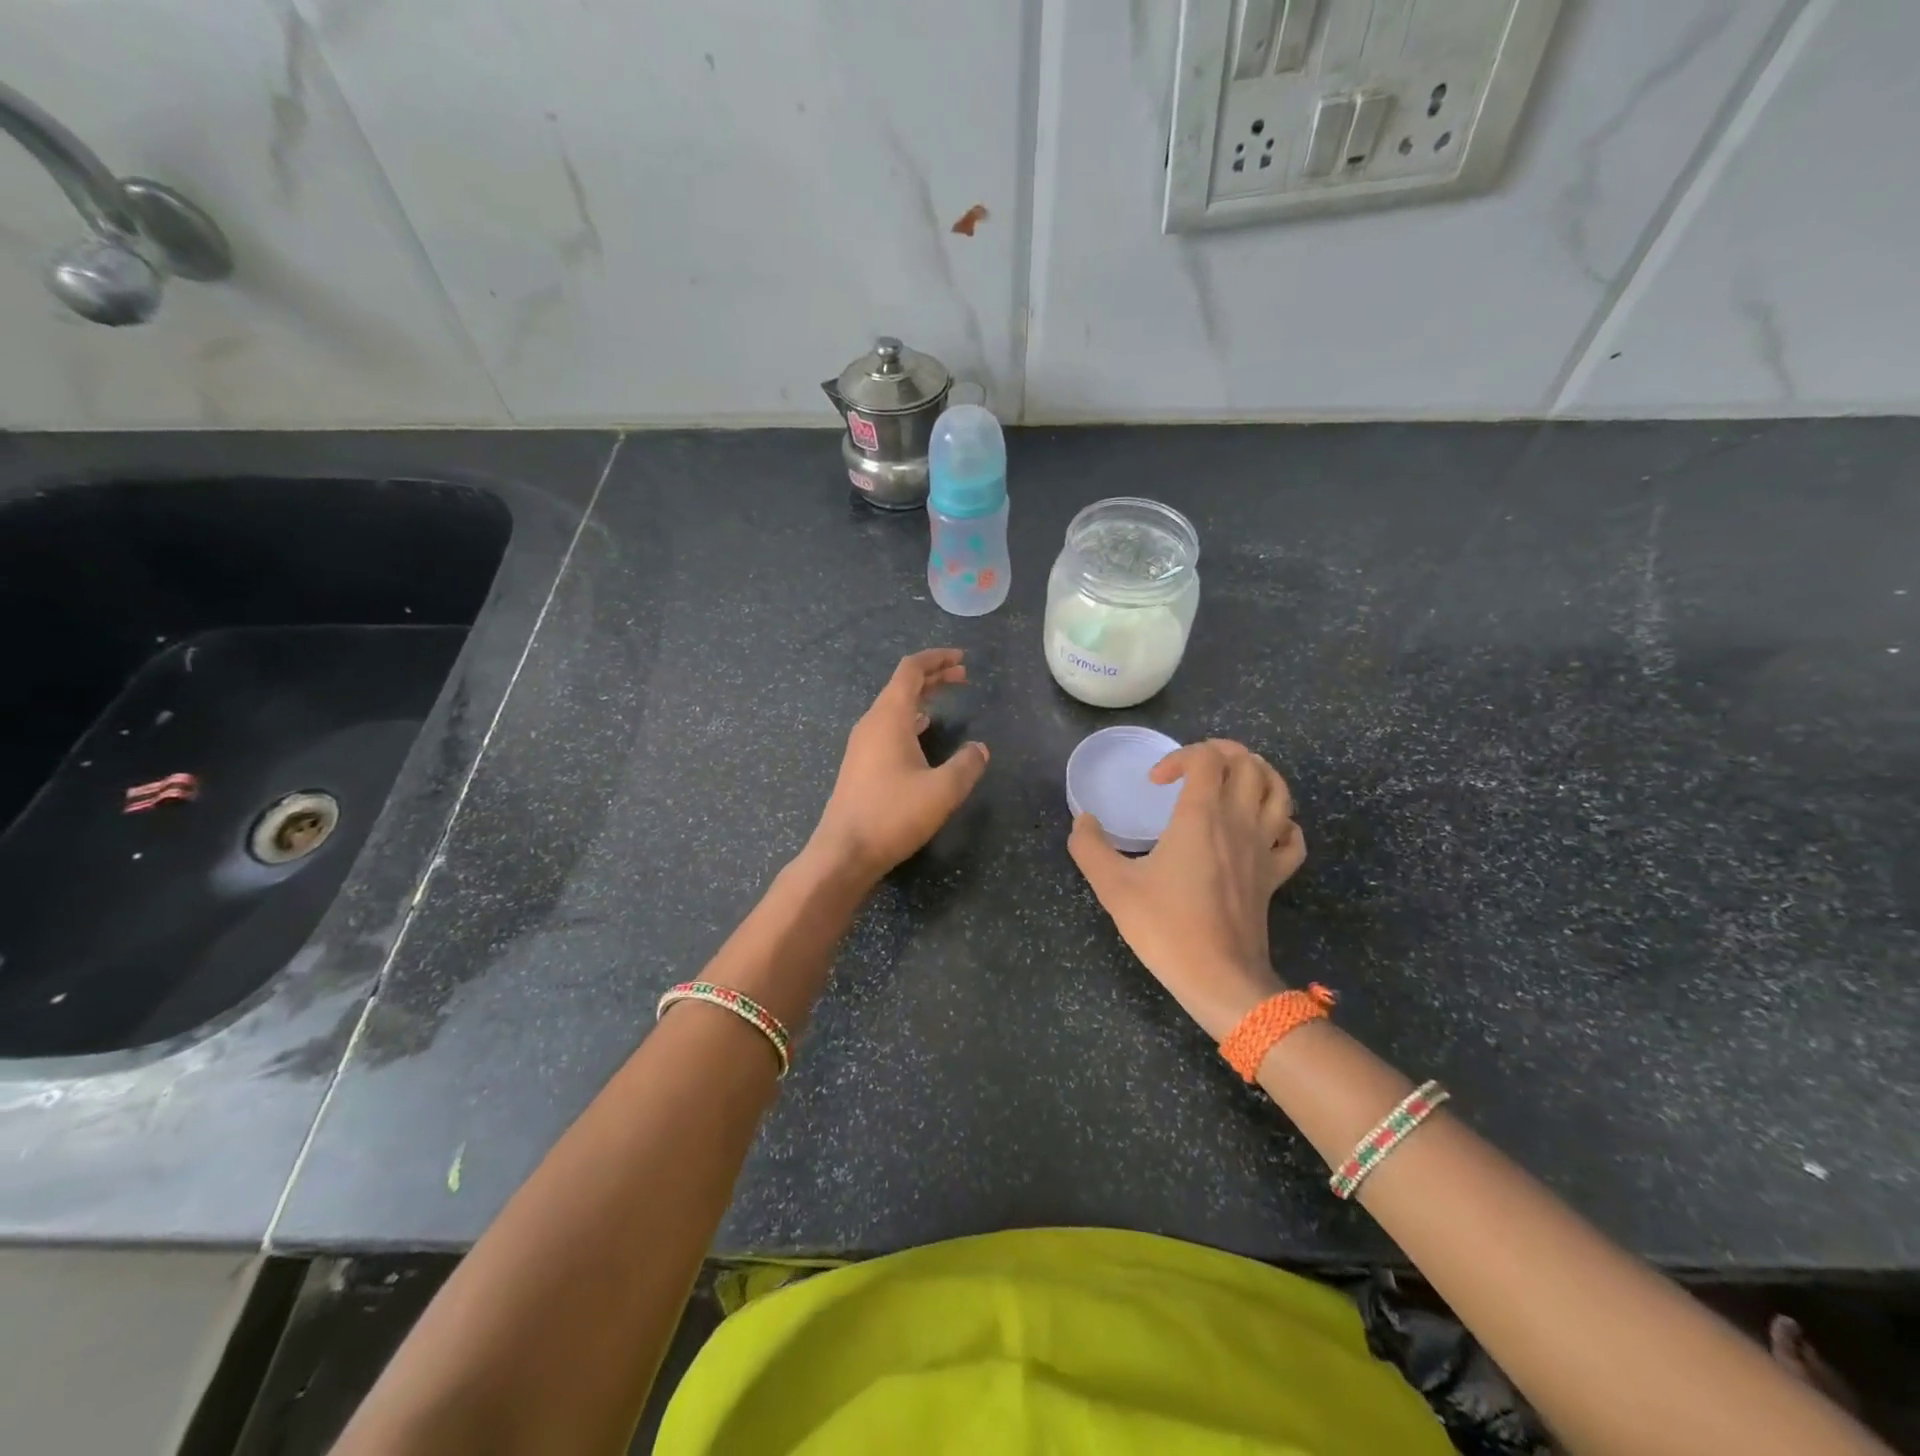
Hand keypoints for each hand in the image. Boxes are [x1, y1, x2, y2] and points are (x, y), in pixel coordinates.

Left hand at [809, 649, 989, 883]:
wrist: (844, 852)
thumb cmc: (892, 815)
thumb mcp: (942, 790)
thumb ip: (967, 765)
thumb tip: (980, 749)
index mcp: (889, 718)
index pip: (911, 670)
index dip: (936, 659)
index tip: (961, 659)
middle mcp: (872, 723)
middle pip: (902, 685)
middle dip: (933, 677)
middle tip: (963, 677)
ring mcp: (862, 744)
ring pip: (894, 707)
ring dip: (921, 699)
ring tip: (945, 701)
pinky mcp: (860, 764)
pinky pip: (887, 727)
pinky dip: (909, 720)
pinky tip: (921, 733)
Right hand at [1069, 739, 1306, 1039]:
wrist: (1219, 978)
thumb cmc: (1166, 927)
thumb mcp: (1113, 886)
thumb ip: (1089, 847)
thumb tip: (1083, 821)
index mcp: (1202, 816)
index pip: (1207, 758)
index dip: (1180, 756)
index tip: (1155, 783)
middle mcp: (1239, 821)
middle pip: (1250, 763)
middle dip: (1222, 752)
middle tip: (1194, 767)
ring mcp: (1263, 848)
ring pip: (1279, 791)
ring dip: (1258, 774)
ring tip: (1231, 781)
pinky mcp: (1275, 875)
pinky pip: (1292, 835)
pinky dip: (1281, 820)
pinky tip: (1260, 827)